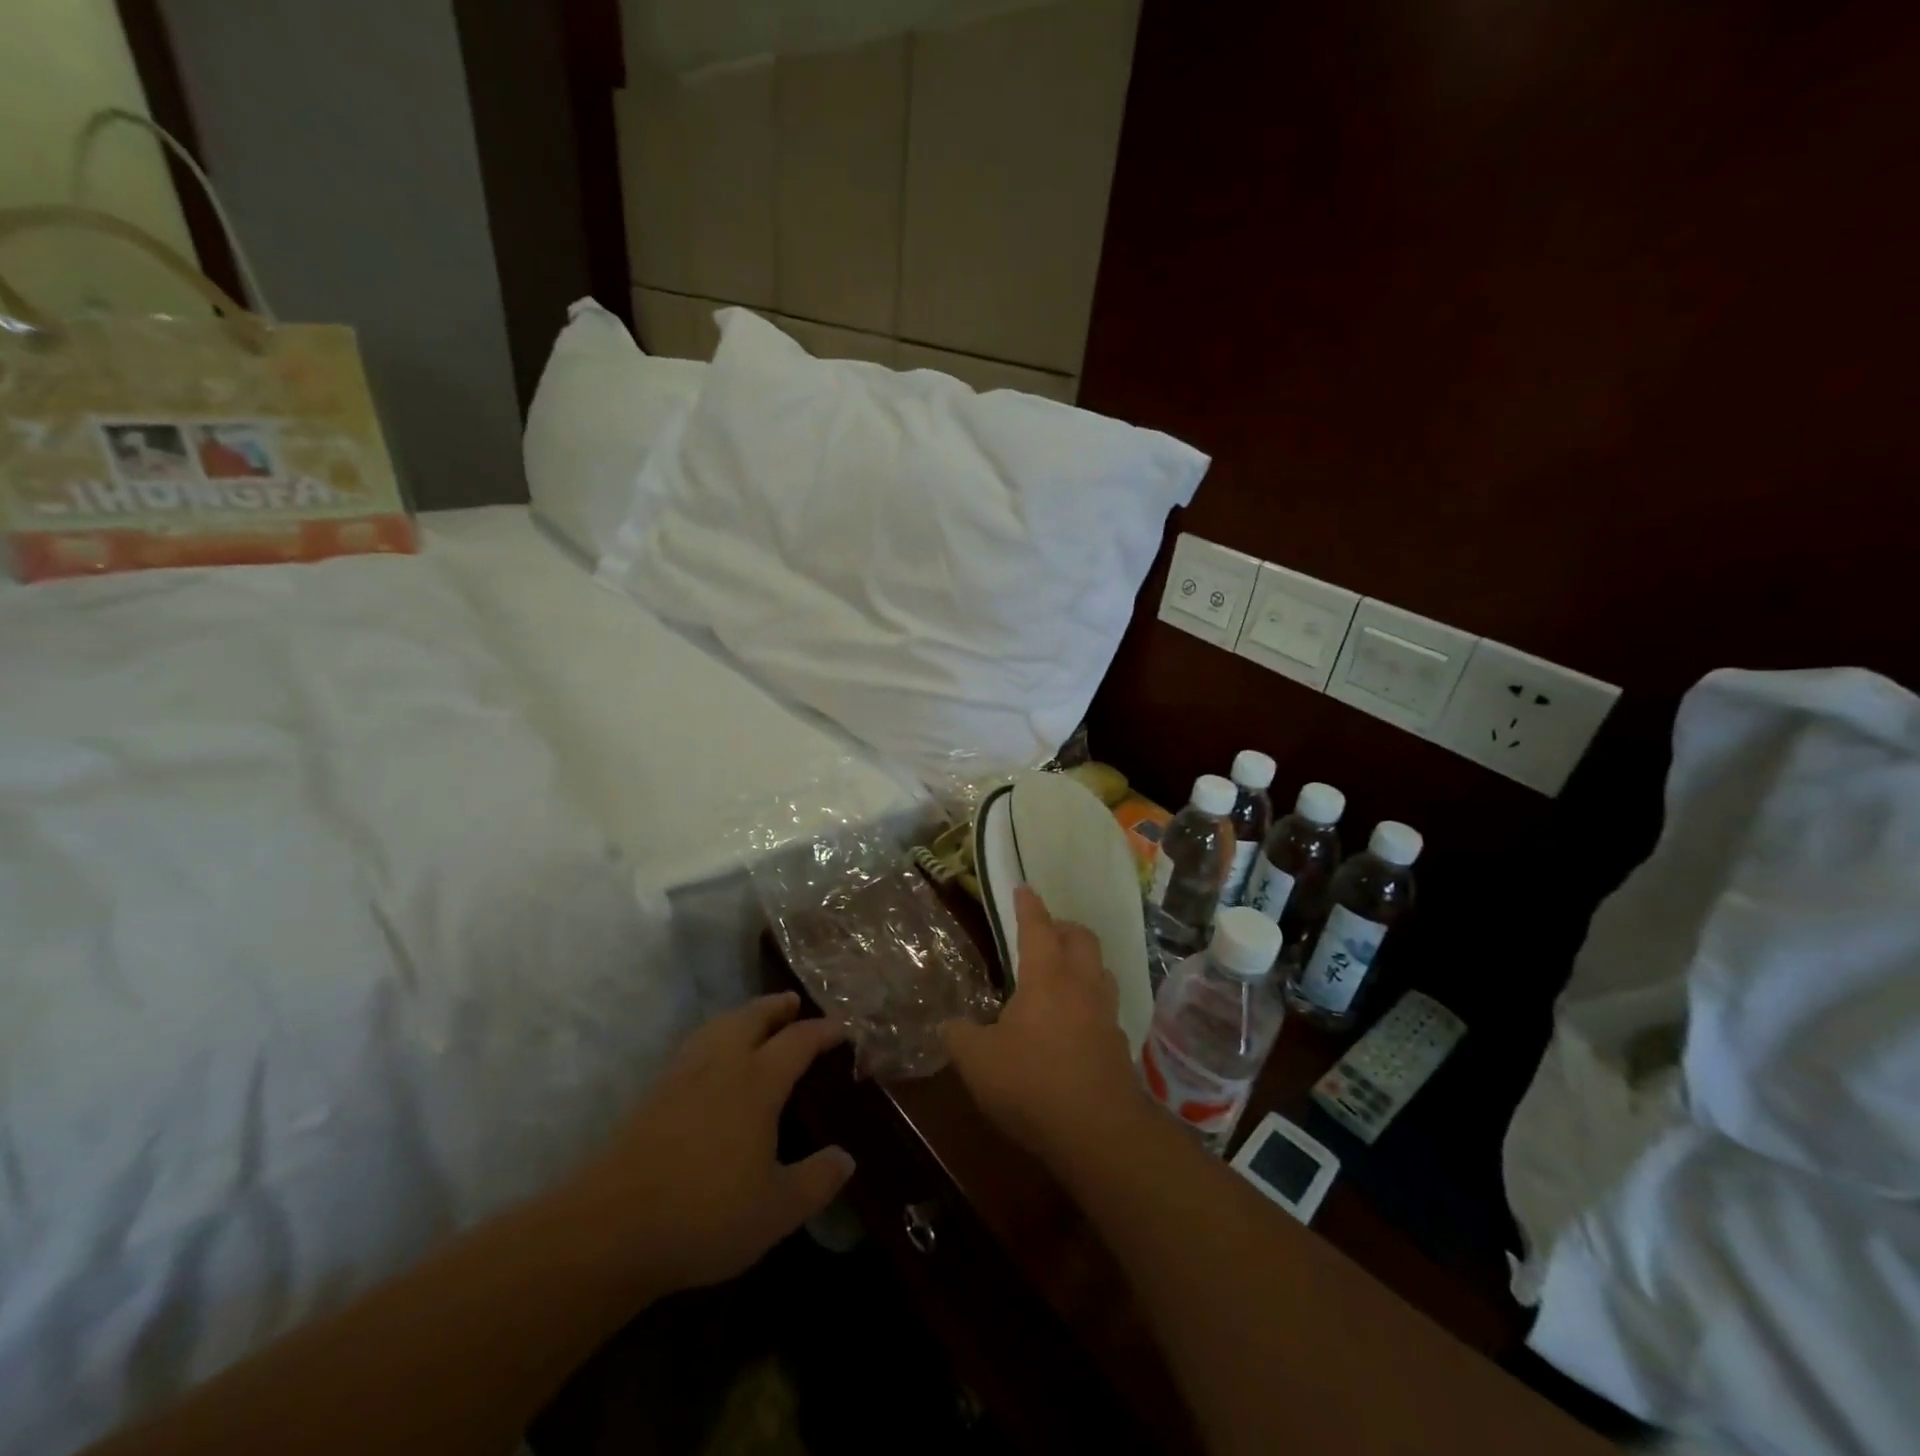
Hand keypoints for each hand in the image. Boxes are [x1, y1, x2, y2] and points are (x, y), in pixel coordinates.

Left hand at [568, 992, 854, 1296]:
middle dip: (776, 1007)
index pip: (798, 1041)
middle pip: (752, 1017)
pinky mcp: (653, 1094)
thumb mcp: (776, 1210)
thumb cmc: (705, 1214)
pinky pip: (694, 1046)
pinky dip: (714, 1036)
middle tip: (793, 1002)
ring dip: (742, 1015)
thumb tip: (846, 1158)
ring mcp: (682, 1075)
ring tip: (755, 1020)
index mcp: (757, 1082)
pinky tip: (711, 1059)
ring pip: (718, 1026)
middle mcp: (722, 1065)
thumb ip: (817, 1181)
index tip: (842, 1027)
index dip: (822, 1031)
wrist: (609, 1229)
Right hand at [942, 887, 1151, 1162]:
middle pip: (1082, 938)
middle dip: (1064, 927)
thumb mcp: (977, 1061)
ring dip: (1084, 961)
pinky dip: (1092, 1000)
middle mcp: (1080, 985)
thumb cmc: (1032, 1084)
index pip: (1037, 928)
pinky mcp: (1119, 1044)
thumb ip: (959, 1036)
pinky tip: (1076, 1021)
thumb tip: (949, 1024)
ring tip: (1063, 973)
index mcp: (1046, 978)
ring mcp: (1106, 1014)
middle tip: (1046, 933)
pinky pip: (1107, 1006)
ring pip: (1101, 969)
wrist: (1098, 1132)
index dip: (1028, 906)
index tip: (1023, 888)